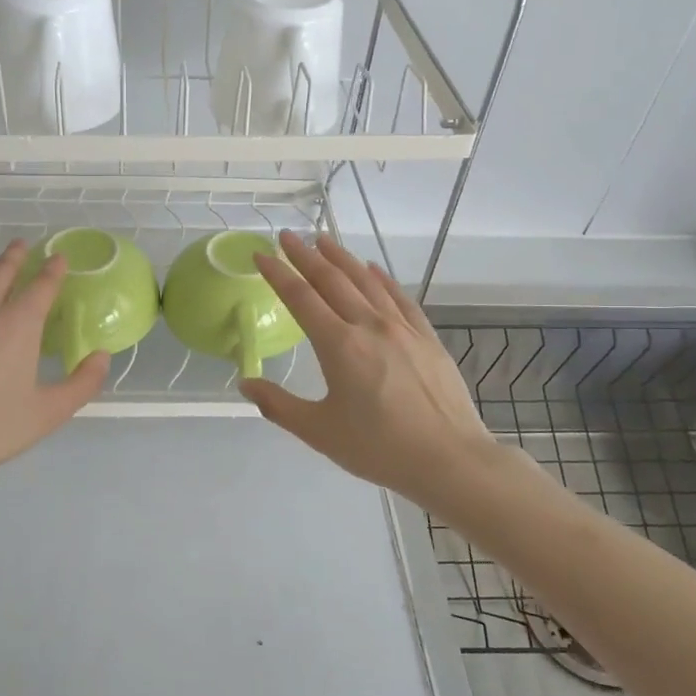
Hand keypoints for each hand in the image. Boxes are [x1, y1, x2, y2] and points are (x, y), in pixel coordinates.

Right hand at [240, 233, 495, 504]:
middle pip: (332, 280)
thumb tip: (246, 384)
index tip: (261, 253)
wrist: (449, 459)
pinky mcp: (426, 337)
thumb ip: (278, 406)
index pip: (300, 297)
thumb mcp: (319, 432)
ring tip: (324, 240)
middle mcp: (369, 325)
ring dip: (342, 258)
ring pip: (367, 281)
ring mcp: (402, 328)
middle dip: (306, 255)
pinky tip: (373, 268)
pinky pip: (399, 297)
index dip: (277, 273)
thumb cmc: (379, 448)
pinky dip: (382, 278)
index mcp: (339, 345)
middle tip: (288, 236)